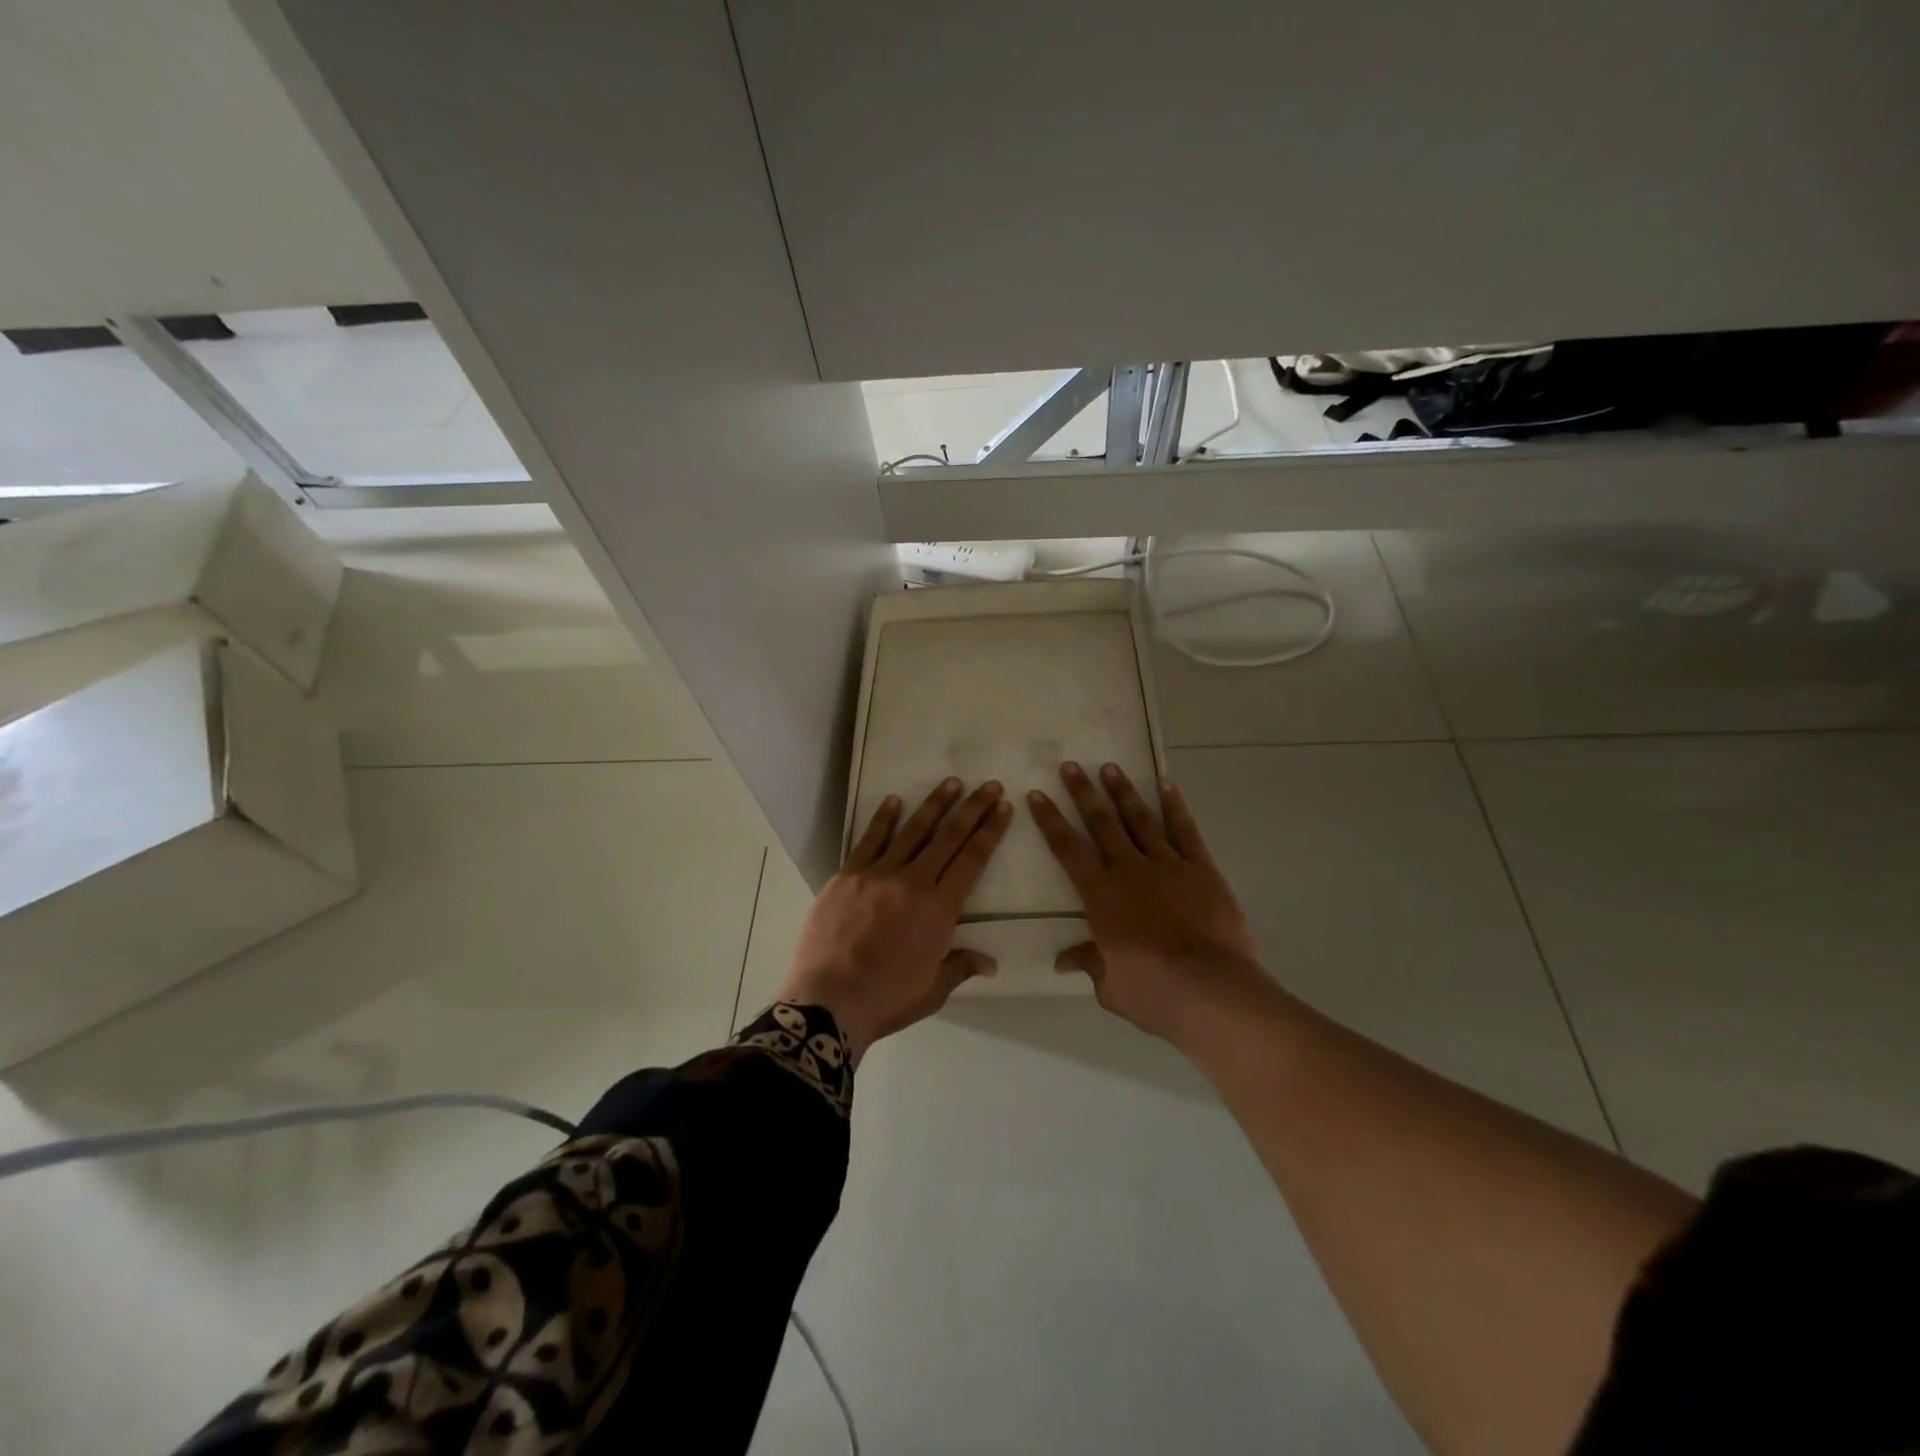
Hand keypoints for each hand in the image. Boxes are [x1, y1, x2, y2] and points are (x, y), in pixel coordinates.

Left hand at [779, 778, 1012, 1057]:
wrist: (827, 1002)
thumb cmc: (886, 999)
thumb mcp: (933, 990)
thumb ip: (961, 966)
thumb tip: (990, 962)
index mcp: (940, 909)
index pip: (972, 860)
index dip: (990, 831)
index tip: (1003, 807)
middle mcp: (913, 882)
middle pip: (948, 837)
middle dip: (972, 808)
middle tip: (989, 785)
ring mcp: (877, 874)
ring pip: (912, 831)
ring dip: (934, 805)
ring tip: (952, 783)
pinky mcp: (847, 876)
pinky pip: (869, 840)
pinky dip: (883, 819)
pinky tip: (894, 800)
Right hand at [1030, 762, 1267, 1044]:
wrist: (1213, 991)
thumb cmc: (1154, 993)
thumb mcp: (1111, 985)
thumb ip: (1089, 962)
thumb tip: (1064, 960)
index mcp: (1101, 896)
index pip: (1068, 850)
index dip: (1050, 820)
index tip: (1037, 794)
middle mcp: (1129, 871)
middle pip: (1101, 824)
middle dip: (1083, 793)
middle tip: (1071, 765)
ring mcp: (1168, 866)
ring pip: (1140, 820)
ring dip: (1123, 792)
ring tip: (1110, 768)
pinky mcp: (1202, 870)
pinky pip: (1185, 831)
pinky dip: (1175, 806)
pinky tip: (1166, 785)